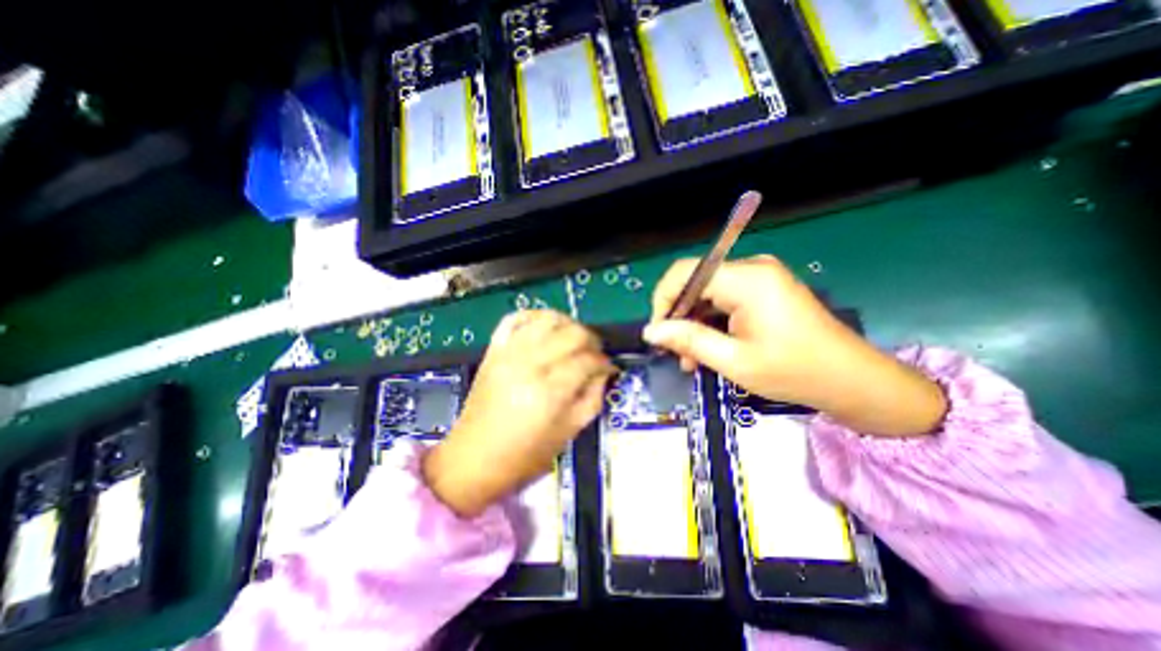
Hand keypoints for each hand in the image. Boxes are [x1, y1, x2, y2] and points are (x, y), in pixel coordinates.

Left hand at [425, 309, 614, 517]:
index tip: (608, 368)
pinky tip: (545, 327)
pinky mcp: (493, 350)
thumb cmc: (525, 455)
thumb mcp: (568, 433)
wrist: (473, 459)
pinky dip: (533, 316)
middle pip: (572, 333)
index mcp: (549, 392)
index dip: (604, 362)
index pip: (588, 360)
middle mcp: (529, 365)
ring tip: (573, 339)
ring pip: (547, 319)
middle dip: (592, 341)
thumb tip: (604, 372)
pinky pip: (514, 318)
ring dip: (568, 324)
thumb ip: (593, 398)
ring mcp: (508, 353)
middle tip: (594, 355)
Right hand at [643, 255, 940, 437]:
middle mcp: (751, 268)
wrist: (853, 380)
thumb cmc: (795, 371)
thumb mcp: (734, 361)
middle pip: (695, 283)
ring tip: (691, 360)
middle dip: (679, 317)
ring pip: (707, 294)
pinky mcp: (763, 290)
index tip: (659, 334)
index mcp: (746, 279)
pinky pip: (724, 299)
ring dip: (694, 324)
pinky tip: (709, 349)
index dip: (663, 300)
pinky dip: (711, 323)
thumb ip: (688, 340)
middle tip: (675, 353)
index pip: (685, 273)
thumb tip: (650, 331)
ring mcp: (759, 277)